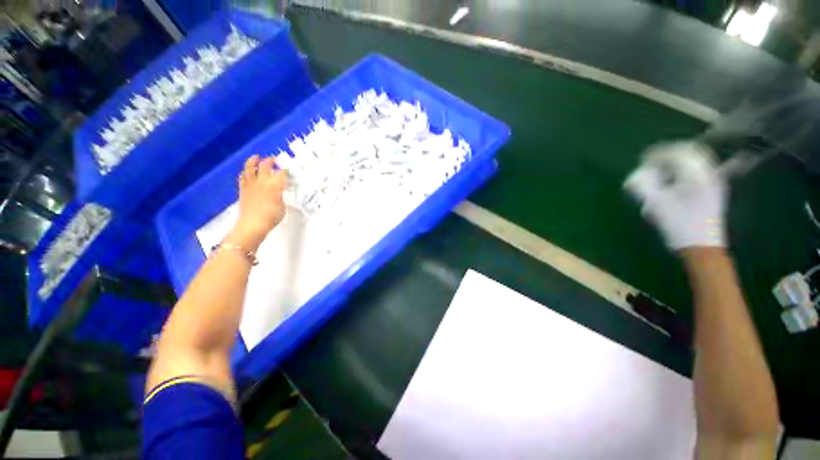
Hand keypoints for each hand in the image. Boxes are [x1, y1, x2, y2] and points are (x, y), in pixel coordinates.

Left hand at [227, 155, 287, 249]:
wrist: (253, 224)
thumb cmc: (272, 216)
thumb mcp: (282, 205)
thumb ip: (280, 195)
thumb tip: (279, 191)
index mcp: (274, 185)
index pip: (281, 173)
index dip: (286, 170)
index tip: (289, 169)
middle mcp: (262, 181)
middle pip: (265, 166)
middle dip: (271, 161)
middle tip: (274, 159)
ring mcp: (251, 184)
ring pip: (250, 167)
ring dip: (253, 161)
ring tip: (257, 157)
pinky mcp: (243, 189)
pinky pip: (243, 177)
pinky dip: (245, 172)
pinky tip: (247, 172)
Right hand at [624, 141, 726, 250]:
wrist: (702, 246)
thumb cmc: (678, 225)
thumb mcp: (655, 205)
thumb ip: (642, 186)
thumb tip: (632, 177)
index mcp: (696, 175)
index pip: (677, 153)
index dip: (658, 153)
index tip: (643, 159)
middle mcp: (709, 173)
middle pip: (691, 151)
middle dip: (670, 152)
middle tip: (652, 160)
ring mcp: (715, 180)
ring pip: (698, 158)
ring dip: (679, 159)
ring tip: (663, 169)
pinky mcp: (715, 188)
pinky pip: (702, 168)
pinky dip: (687, 167)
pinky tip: (676, 177)